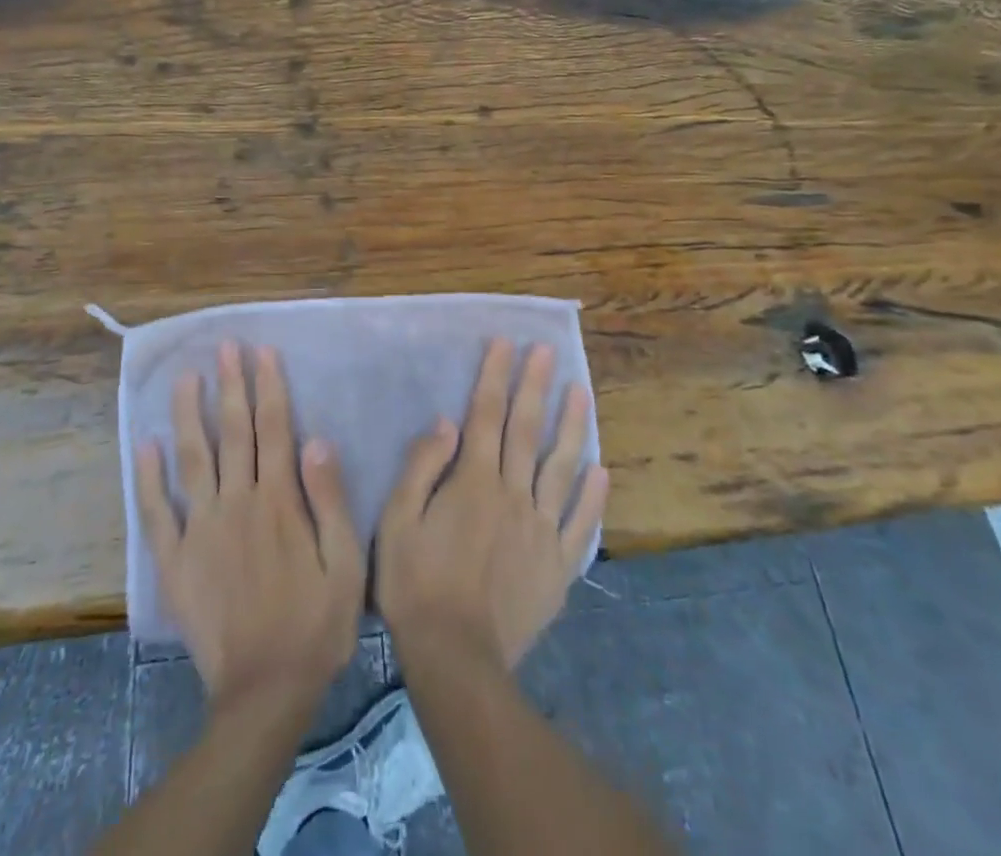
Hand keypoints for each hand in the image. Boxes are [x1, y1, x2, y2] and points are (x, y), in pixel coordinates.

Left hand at [135, 342, 364, 717]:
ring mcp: (201, 529)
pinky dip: (148, 478)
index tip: (262, 351)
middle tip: (225, 346)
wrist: (264, 693)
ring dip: (188, 415)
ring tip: (185, 377)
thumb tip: (317, 439)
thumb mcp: (345, 563)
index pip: (274, 428)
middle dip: (230, 385)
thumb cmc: (315, 624)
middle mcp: (237, 502)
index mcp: (279, 501)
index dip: (268, 386)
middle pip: (233, 432)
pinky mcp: (176, 561)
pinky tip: (145, 445)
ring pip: (193, 459)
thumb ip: (330, 500)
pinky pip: (157, 512)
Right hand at [376, 339, 607, 674]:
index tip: (506, 342)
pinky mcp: (558, 566)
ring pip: (562, 467)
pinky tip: (602, 471)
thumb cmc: (415, 584)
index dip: (495, 376)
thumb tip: (446, 422)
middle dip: (535, 386)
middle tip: (547, 351)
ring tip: (581, 392)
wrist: (456, 659)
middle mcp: (513, 494)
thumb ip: (422, 467)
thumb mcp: (398, 521)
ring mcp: (541, 530)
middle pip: (526, 430)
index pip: (486, 415)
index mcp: (474, 481)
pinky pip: (580, 525)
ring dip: (573, 426)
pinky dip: (592, 497)